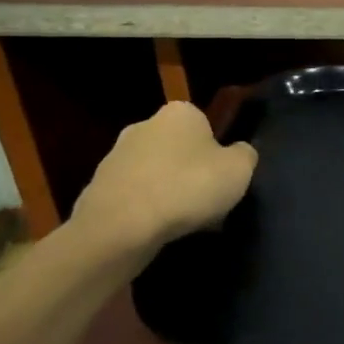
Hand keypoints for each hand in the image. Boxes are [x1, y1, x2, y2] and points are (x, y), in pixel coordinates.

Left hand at [68, 101, 257, 260]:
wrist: (120, 228)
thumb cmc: (187, 187)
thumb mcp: (239, 169)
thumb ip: (245, 155)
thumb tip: (238, 153)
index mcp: (180, 112)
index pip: (206, 125)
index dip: (217, 152)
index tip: (222, 177)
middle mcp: (144, 125)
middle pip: (178, 148)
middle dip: (190, 171)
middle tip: (206, 201)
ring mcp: (115, 156)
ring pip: (155, 173)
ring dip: (168, 192)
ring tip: (183, 223)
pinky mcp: (97, 188)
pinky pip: (134, 197)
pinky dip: (146, 210)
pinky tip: (157, 231)